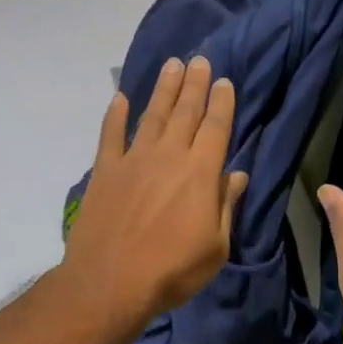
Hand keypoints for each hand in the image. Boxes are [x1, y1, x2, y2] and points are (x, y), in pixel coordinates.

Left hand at [62, 56, 247, 329]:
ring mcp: (133, 160)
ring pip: (152, 115)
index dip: (221, 102)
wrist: (110, 283)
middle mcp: (168, 156)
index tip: (224, 81)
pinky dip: (115, 115)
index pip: (215, 128)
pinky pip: (110, 135)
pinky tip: (119, 98)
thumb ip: (225, 206)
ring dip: (163, 89)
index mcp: (200, 173)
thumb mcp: (215, 247)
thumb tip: (237, 176)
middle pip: (185, 112)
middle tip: (199, 60)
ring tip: (172, 66)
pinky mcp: (105, 171)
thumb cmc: (172, 270)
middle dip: (194, 84)